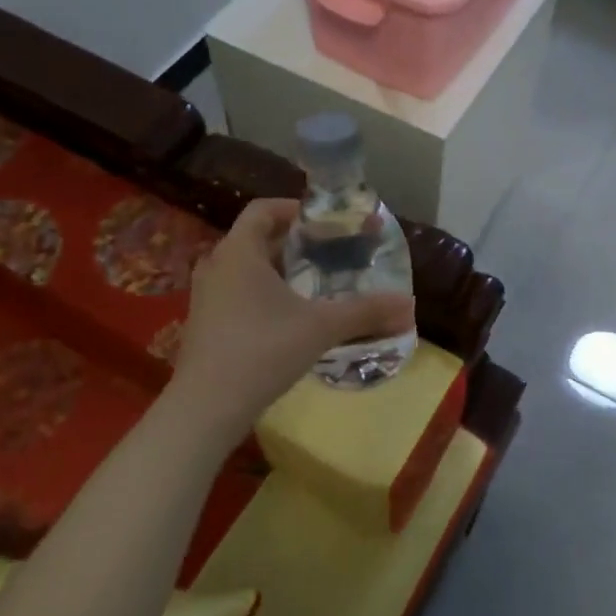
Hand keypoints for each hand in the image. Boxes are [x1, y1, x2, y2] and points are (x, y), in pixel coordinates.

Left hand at [168, 198, 415, 431]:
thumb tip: (409, 305)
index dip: (296, 209)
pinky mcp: (206, 322)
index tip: (327, 222)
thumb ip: (365, 312)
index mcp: (239, 251)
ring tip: (315, 283)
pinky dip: (264, 293)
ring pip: (247, 267)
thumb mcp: (321, 327)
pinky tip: (290, 317)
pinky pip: (238, 292)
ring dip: (280, 269)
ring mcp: (207, 295)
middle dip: (295, 242)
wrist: (207, 407)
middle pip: (257, 238)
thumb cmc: (262, 350)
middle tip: (331, 253)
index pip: (264, 209)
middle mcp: (217, 265)